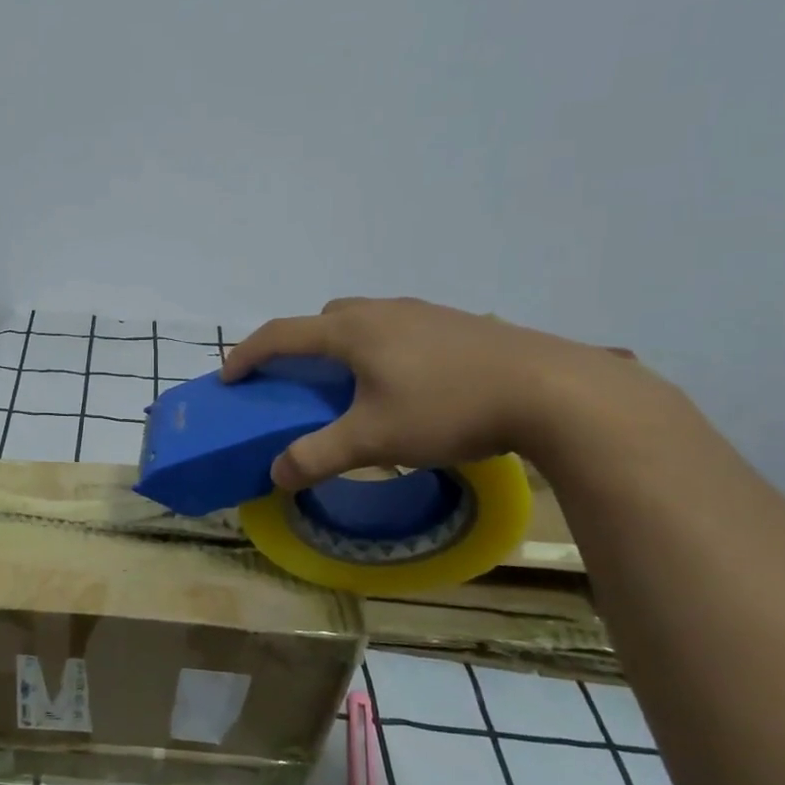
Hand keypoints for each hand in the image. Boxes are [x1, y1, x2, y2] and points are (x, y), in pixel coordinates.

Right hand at [221, 297, 647, 489]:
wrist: (555, 390)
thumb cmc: (449, 408)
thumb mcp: (375, 440)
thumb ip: (319, 456)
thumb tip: (276, 474)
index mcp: (352, 330)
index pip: (281, 334)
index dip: (248, 354)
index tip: (229, 377)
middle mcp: (383, 311)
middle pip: (324, 319)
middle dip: (301, 345)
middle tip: (302, 382)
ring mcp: (425, 313)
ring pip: (366, 320)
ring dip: (346, 345)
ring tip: (358, 386)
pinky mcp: (461, 324)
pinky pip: (402, 329)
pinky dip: (385, 349)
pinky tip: (412, 384)